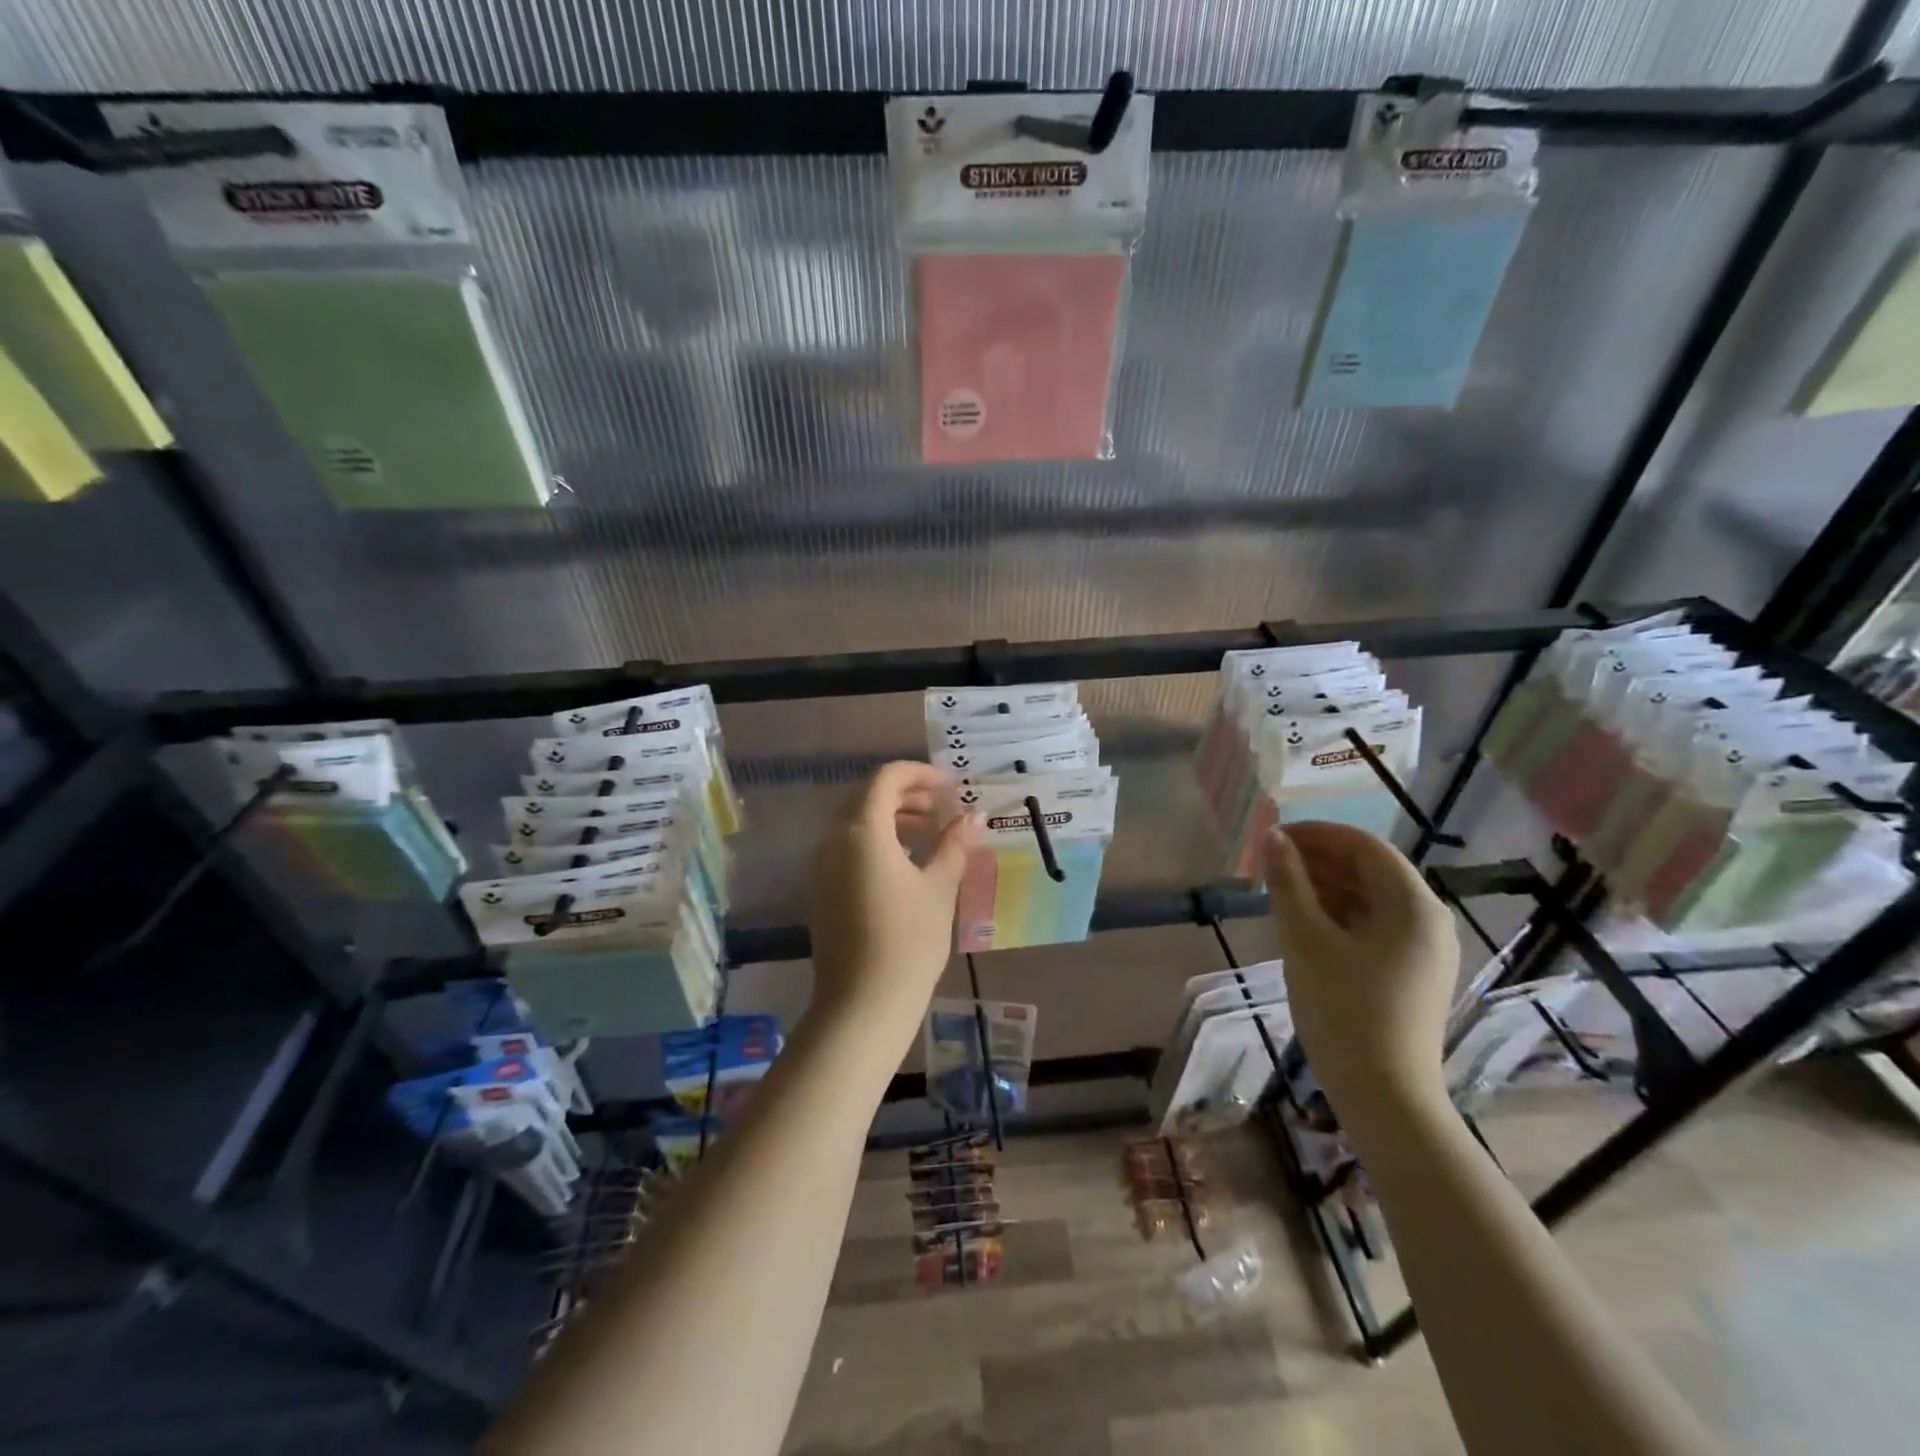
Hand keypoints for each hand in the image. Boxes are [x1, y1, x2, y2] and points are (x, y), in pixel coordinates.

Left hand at [808, 762, 978, 1045]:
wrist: (862, 1003)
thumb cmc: (908, 941)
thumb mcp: (939, 888)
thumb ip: (955, 844)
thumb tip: (973, 817)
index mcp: (862, 830)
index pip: (886, 778)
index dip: (919, 773)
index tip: (950, 786)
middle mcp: (834, 839)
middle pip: (867, 796)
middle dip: (907, 794)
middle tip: (943, 806)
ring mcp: (822, 865)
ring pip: (855, 821)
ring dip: (891, 816)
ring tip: (930, 832)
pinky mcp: (821, 888)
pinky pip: (847, 846)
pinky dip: (876, 839)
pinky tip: (906, 861)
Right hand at [1263, 822, 1458, 1118]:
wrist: (1384, 1096)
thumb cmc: (1343, 1010)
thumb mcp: (1306, 940)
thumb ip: (1288, 883)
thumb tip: (1273, 837)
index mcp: (1413, 905)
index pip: (1364, 846)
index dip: (1317, 834)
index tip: (1273, 837)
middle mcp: (1428, 920)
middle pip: (1370, 870)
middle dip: (1318, 860)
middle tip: (1269, 863)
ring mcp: (1424, 949)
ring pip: (1370, 898)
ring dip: (1325, 886)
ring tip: (1279, 890)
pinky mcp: (1412, 973)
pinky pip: (1373, 926)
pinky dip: (1338, 914)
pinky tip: (1304, 922)